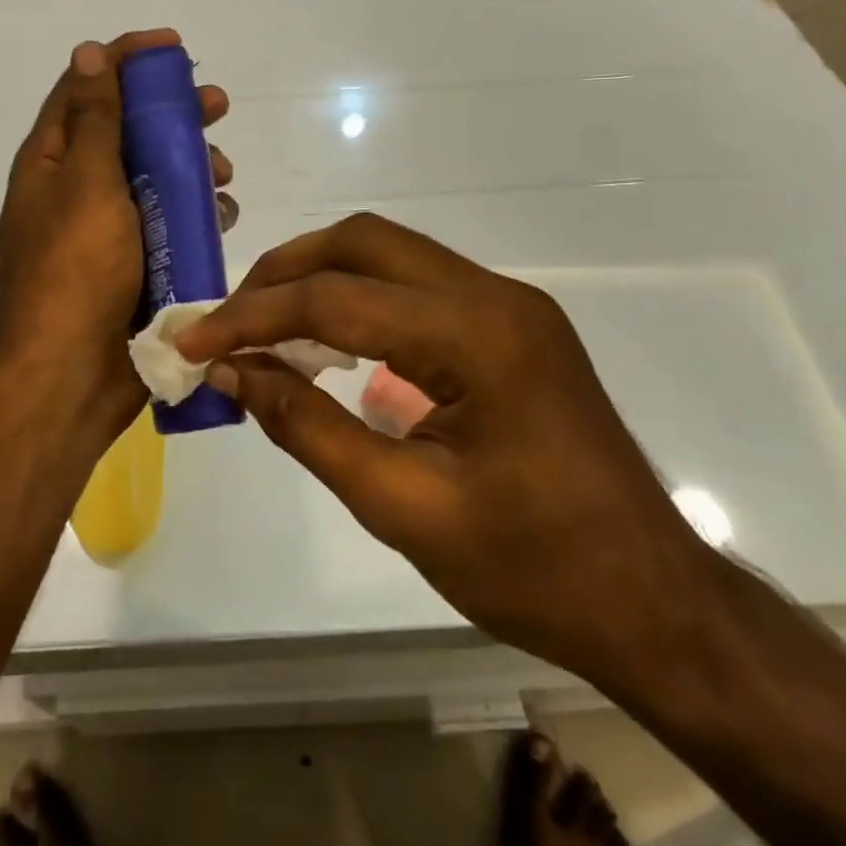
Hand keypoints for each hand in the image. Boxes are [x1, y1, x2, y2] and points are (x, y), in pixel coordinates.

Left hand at [0, 30, 232, 442]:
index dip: (126, 60)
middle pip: (128, 132)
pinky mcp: (136, 263)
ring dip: (192, 166)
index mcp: (51, 163)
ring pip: (155, 178)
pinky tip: (221, 216)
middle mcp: (76, 189)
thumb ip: (94, 119)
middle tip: (217, 106)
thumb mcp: (85, 183)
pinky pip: (170, 223)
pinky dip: (196, 212)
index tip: (173, 48)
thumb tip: (88, 52)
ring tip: (222, 176)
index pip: (85, 89)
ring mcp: (107, 229)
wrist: (74, 374)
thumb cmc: (77, 269)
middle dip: (173, 114)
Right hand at [173, 213, 710, 690]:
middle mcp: (495, 297)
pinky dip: (357, 302)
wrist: (654, 602)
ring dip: (319, 280)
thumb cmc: (533, 569)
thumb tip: (232, 373)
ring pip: (390, 256)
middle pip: (364, 243)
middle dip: (283, 273)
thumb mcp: (402, 507)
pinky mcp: (510, 327)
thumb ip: (307, 428)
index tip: (191, 343)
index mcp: (478, 335)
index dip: (251, 317)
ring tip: (263, 328)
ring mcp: (508, 306)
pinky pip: (415, 288)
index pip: (337, 299)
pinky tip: (326, 345)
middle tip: (228, 321)